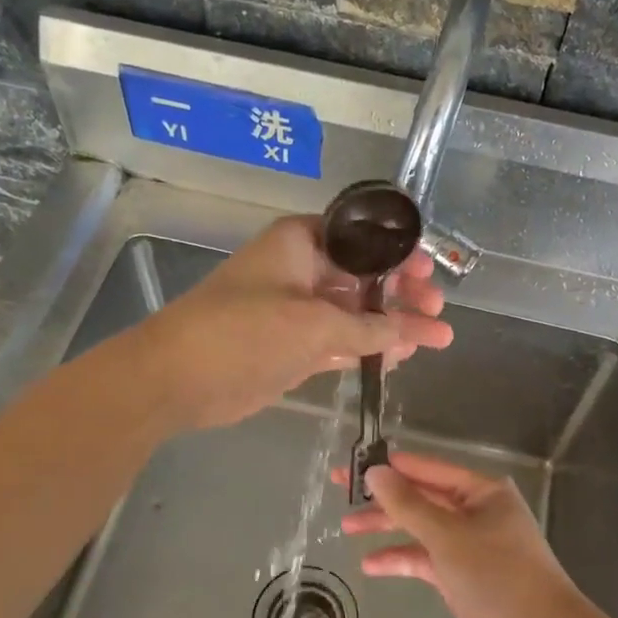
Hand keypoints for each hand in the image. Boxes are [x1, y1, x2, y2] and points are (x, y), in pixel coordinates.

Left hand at [134, 215, 451, 432]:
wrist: (178, 379)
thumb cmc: (245, 332)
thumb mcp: (314, 324)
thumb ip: (368, 327)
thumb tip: (409, 331)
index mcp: (301, 243)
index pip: (361, 238)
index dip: (398, 254)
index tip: (429, 271)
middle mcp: (302, 270)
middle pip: (364, 276)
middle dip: (403, 294)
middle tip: (438, 309)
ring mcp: (298, 310)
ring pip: (356, 312)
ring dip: (392, 325)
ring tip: (438, 337)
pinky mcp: (294, 345)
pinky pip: (341, 341)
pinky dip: (369, 348)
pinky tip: (402, 356)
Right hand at [342, 452, 588, 617]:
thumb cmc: (496, 571)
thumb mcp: (447, 534)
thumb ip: (408, 504)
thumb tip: (375, 472)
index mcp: (480, 490)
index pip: (427, 469)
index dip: (390, 466)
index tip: (354, 465)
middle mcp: (474, 510)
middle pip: (420, 497)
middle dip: (383, 498)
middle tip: (340, 492)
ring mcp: (467, 542)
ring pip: (420, 528)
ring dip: (387, 528)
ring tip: (348, 529)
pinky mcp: (461, 573)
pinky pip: (425, 558)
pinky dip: (401, 559)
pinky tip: (370, 565)